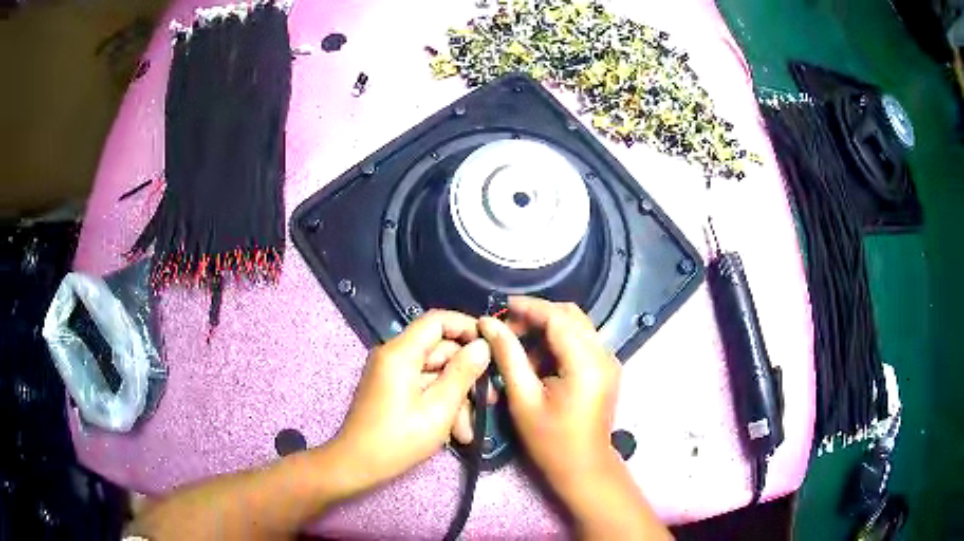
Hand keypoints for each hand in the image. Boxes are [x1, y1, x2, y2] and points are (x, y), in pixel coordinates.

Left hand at [332, 310, 491, 493]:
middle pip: (440, 351)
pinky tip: (455, 433)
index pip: (437, 320)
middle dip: (466, 377)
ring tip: (468, 431)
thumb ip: (463, 374)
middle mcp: (394, 356)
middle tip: (490, 400)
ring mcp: (392, 373)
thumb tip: (483, 345)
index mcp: (400, 353)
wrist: (357, 466)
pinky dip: (440, 405)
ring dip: (456, 399)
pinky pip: (423, 387)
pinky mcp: (392, 390)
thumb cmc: (398, 440)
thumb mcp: (438, 409)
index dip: (467, 327)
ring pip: (435, 373)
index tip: (491, 346)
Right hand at [479, 297, 670, 538]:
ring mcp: (608, 361)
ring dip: (547, 330)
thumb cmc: (550, 441)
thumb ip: (508, 356)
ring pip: (576, 327)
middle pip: (570, 316)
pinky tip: (538, 362)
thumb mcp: (523, 399)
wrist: (583, 468)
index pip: (558, 317)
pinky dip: (558, 343)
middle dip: (537, 316)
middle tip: (507, 330)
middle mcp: (604, 354)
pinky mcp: (606, 369)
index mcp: (586, 363)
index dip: (528, 307)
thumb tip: (488, 323)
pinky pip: (581, 342)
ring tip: (519, 351)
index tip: (500, 307)